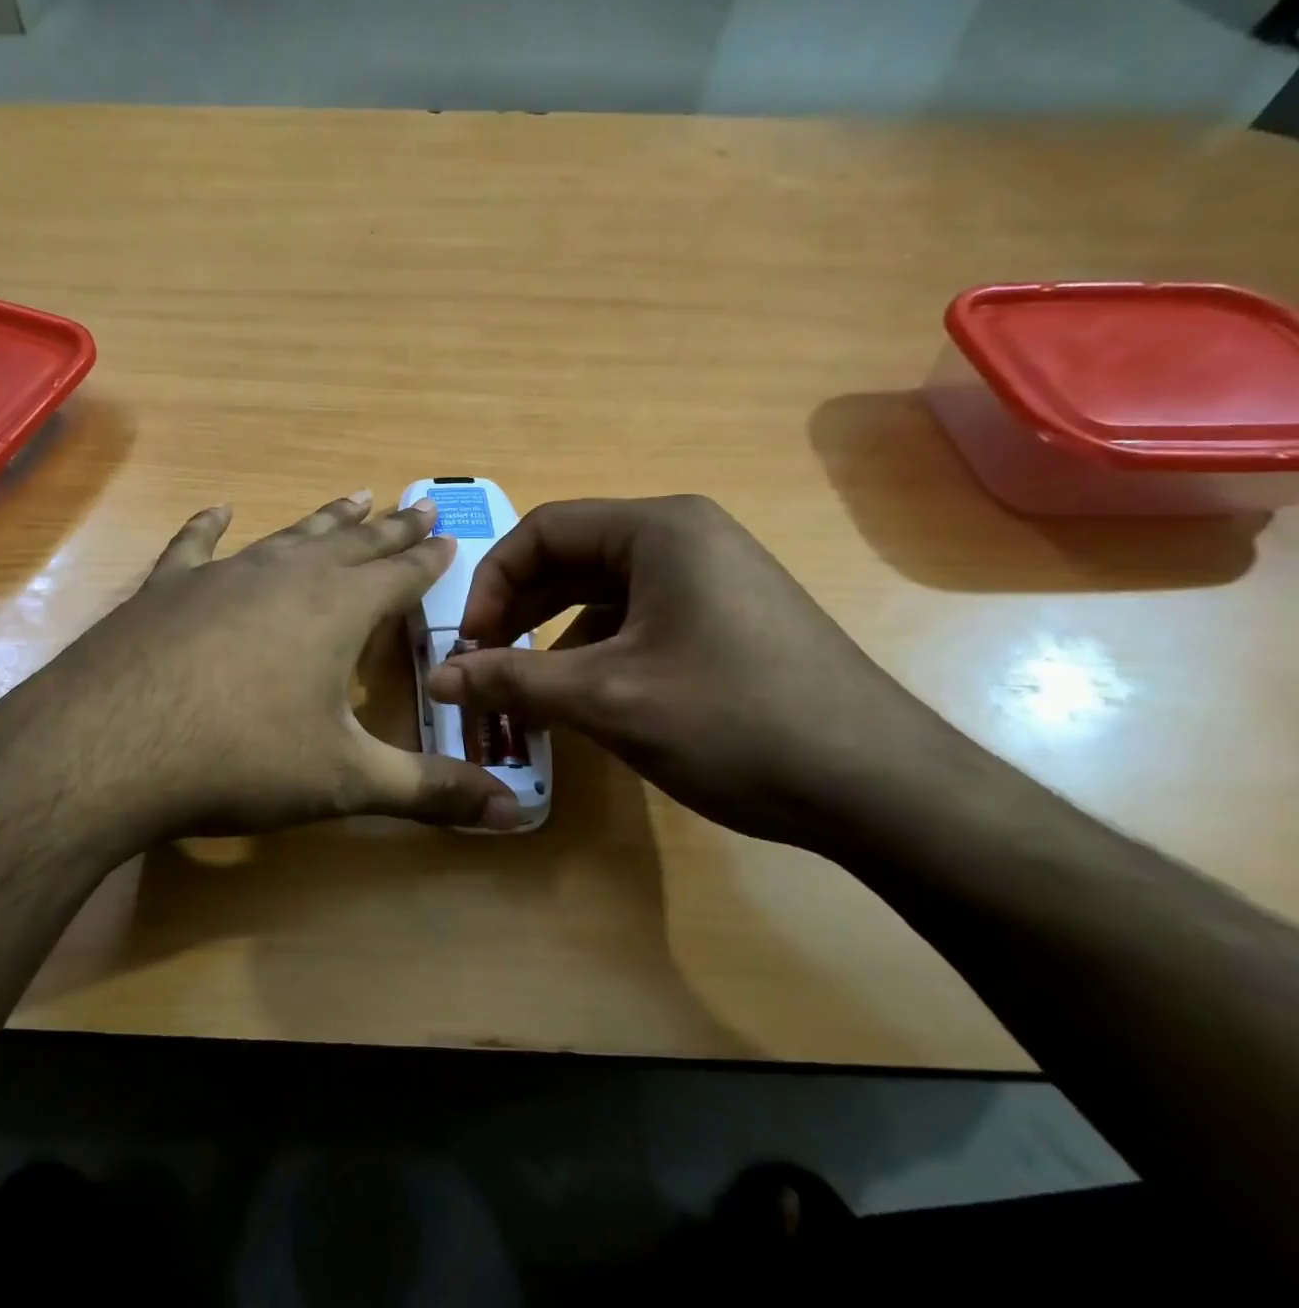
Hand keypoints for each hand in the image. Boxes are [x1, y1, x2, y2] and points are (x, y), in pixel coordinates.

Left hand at [0, 493, 523, 849]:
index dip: (427, 559)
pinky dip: (210, 526)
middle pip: (353, 543)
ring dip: (325, 519)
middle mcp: (286, 576)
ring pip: (289, 536)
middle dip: (390, 528)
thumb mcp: (346, 782)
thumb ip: (430, 792)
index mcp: (337, 610)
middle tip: (418, 505)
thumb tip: (511, 812)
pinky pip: (196, 545)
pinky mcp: (167, 589)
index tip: (447, 536)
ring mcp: (222, 575)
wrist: (110, 748)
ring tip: (355, 496)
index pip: (399, 575)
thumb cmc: (242, 761)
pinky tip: (220, 509)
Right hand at [426, 495, 957, 853]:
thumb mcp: (607, 699)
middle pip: (572, 557)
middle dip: (520, 609)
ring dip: (554, 633)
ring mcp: (714, 577)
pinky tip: (585, 695)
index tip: (471, 643)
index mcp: (659, 529)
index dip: (492, 583)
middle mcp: (687, 537)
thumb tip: (438, 679)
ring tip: (527, 687)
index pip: (543, 530)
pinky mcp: (729, 617)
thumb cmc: (734, 722)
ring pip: (604, 591)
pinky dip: (597, 648)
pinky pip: (640, 616)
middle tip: (488, 664)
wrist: (880, 789)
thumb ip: (513, 680)